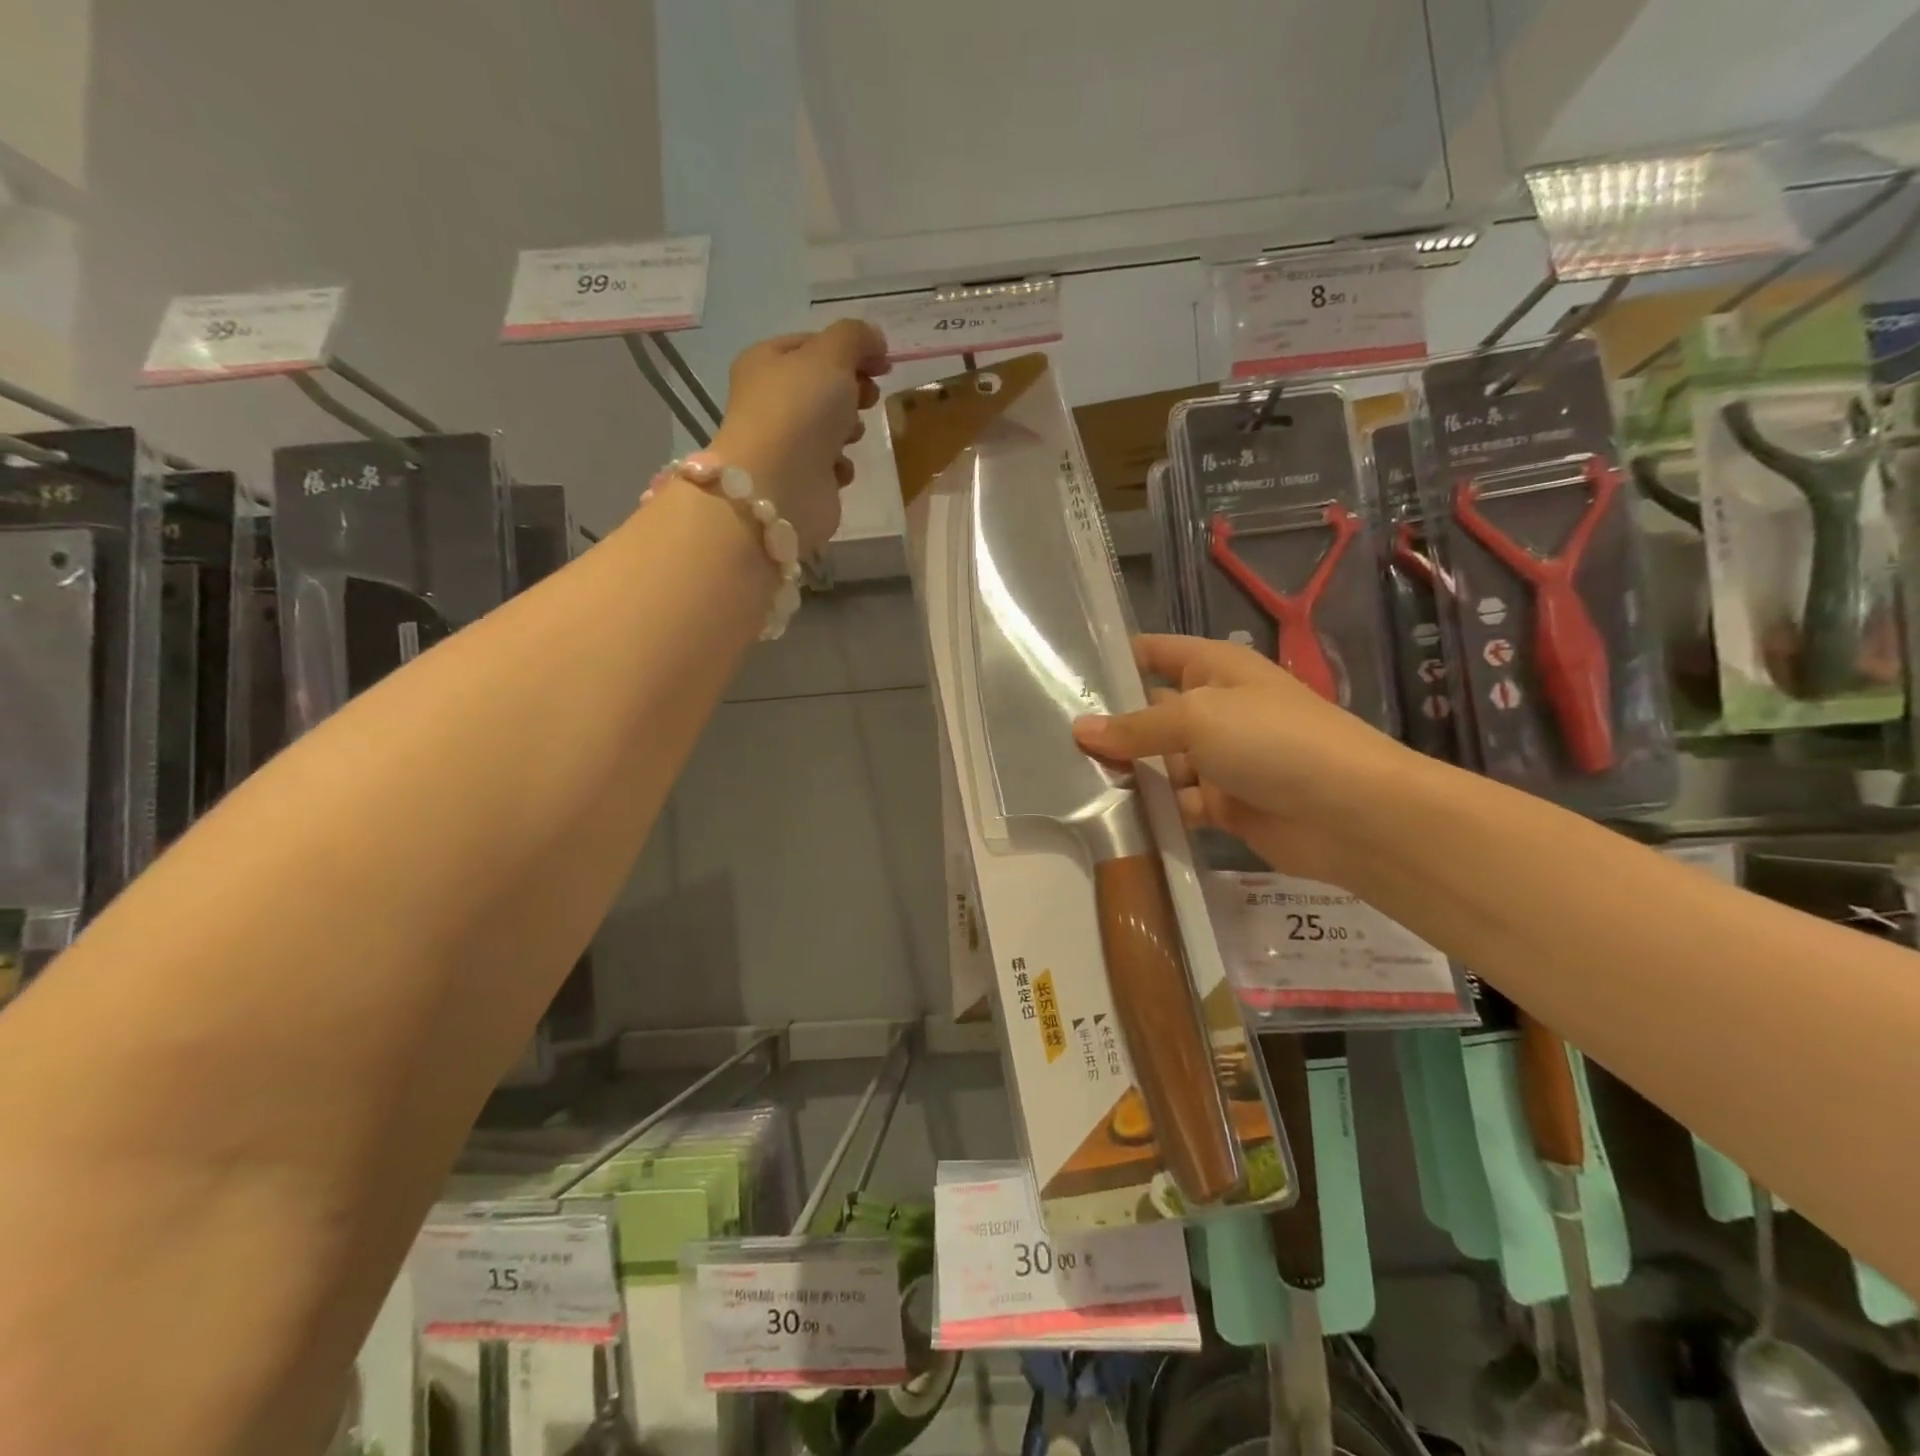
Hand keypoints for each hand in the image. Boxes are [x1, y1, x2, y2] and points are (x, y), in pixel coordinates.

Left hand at [710, 320, 889, 552]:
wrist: (781, 486)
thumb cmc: (800, 410)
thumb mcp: (831, 355)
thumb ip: (856, 337)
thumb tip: (875, 339)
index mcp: (766, 361)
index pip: (813, 344)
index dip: (851, 348)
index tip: (884, 363)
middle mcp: (769, 400)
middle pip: (822, 386)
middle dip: (852, 390)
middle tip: (869, 398)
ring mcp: (784, 442)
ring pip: (827, 426)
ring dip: (848, 428)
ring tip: (852, 435)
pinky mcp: (799, 478)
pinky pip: (829, 464)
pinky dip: (840, 465)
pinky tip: (839, 468)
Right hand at [1072, 635, 1417, 881]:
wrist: (1351, 813)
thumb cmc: (1273, 741)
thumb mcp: (1197, 718)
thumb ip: (1137, 726)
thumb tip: (1080, 730)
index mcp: (1215, 669)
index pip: (1155, 652)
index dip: (1115, 660)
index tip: (1064, 675)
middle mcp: (1216, 709)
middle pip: (1150, 712)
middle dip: (1110, 726)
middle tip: (1053, 741)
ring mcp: (1221, 759)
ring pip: (1160, 761)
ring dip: (1129, 772)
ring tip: (1073, 783)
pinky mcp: (1225, 805)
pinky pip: (1177, 802)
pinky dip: (1154, 809)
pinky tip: (1116, 817)